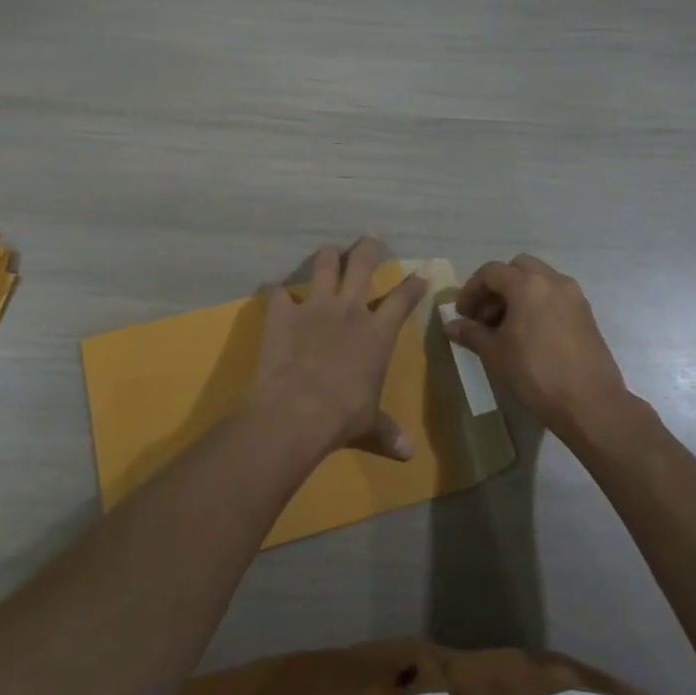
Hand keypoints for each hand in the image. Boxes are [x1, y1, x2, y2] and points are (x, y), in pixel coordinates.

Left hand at [244, 238, 429, 462]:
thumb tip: (408, 455)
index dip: (413, 285)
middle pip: (362, 264)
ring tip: (329, 251)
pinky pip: (277, 291)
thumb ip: (387, 432)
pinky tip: (275, 291)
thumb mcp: (369, 425)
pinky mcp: (283, 312)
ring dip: (327, 256)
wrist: (296, 411)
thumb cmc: (342, 416)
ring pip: (324, 264)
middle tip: (370, 239)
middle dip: (368, 248)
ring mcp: (315, 306)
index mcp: (378, 333)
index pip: (402, 299)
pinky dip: (276, 291)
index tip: (420, 273)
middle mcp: (350, 310)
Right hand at [447, 254, 628, 442]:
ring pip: (539, 280)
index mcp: (527, 284)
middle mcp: (553, 280)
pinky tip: (529, 334)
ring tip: (506, 328)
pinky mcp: (586, 313)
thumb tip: (450, 326)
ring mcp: (573, 295)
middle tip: (485, 315)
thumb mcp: (496, 354)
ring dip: (518, 294)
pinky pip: (555, 295)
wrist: (590, 402)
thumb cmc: (536, 373)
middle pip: (517, 268)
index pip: (491, 272)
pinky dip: (538, 303)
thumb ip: (471, 333)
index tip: (462, 314)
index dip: (471, 290)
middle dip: (497, 286)